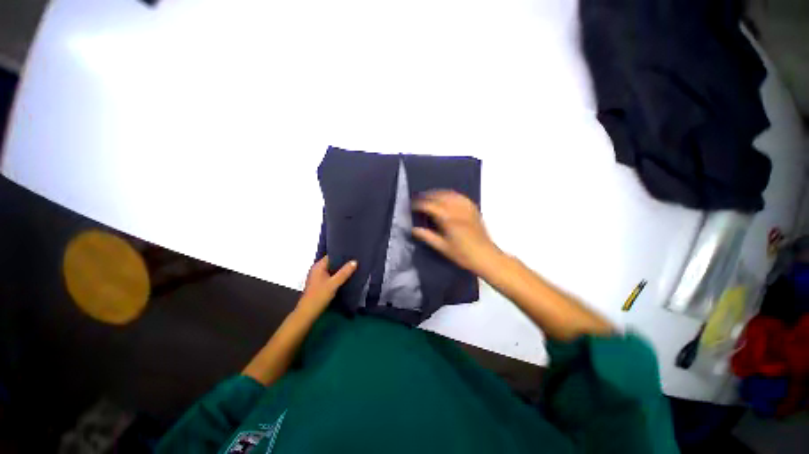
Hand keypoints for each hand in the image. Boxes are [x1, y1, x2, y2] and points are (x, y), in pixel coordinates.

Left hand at [297, 256, 356, 316]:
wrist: (307, 313)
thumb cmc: (319, 296)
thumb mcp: (333, 284)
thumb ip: (344, 272)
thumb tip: (355, 261)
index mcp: (318, 266)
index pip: (332, 255)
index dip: (342, 253)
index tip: (353, 253)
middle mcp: (317, 269)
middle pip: (332, 262)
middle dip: (343, 262)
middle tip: (356, 260)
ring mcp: (318, 277)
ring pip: (332, 269)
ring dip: (341, 269)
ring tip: (354, 267)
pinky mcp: (320, 284)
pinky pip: (331, 275)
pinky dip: (338, 275)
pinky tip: (346, 277)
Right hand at [412, 190, 498, 273]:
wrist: (486, 256)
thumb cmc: (463, 254)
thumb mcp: (442, 247)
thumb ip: (427, 236)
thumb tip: (413, 229)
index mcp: (448, 218)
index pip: (429, 205)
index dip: (418, 204)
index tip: (411, 206)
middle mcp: (457, 209)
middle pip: (438, 196)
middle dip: (426, 196)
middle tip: (417, 200)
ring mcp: (466, 207)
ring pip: (449, 193)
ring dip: (437, 193)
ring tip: (429, 197)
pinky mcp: (473, 208)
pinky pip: (459, 196)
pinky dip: (450, 194)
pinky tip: (446, 198)